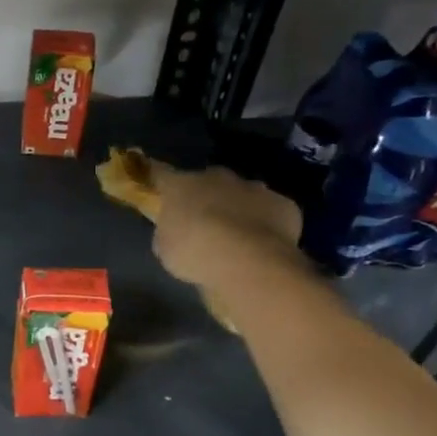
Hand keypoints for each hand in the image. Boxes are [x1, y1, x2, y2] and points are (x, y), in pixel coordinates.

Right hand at [148, 161, 305, 291]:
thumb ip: (169, 232)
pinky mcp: (283, 204)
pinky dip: (265, 224)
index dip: (156, 180)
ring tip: (236, 236)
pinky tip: (262, 244)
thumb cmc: (195, 253)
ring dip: (237, 208)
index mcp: (182, 185)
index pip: (161, 174)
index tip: (153, 185)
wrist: (248, 261)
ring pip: (241, 194)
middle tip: (202, 221)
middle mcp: (217, 178)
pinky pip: (270, 211)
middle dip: (205, 197)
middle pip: (207, 182)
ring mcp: (253, 188)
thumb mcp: (165, 248)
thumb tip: (175, 229)